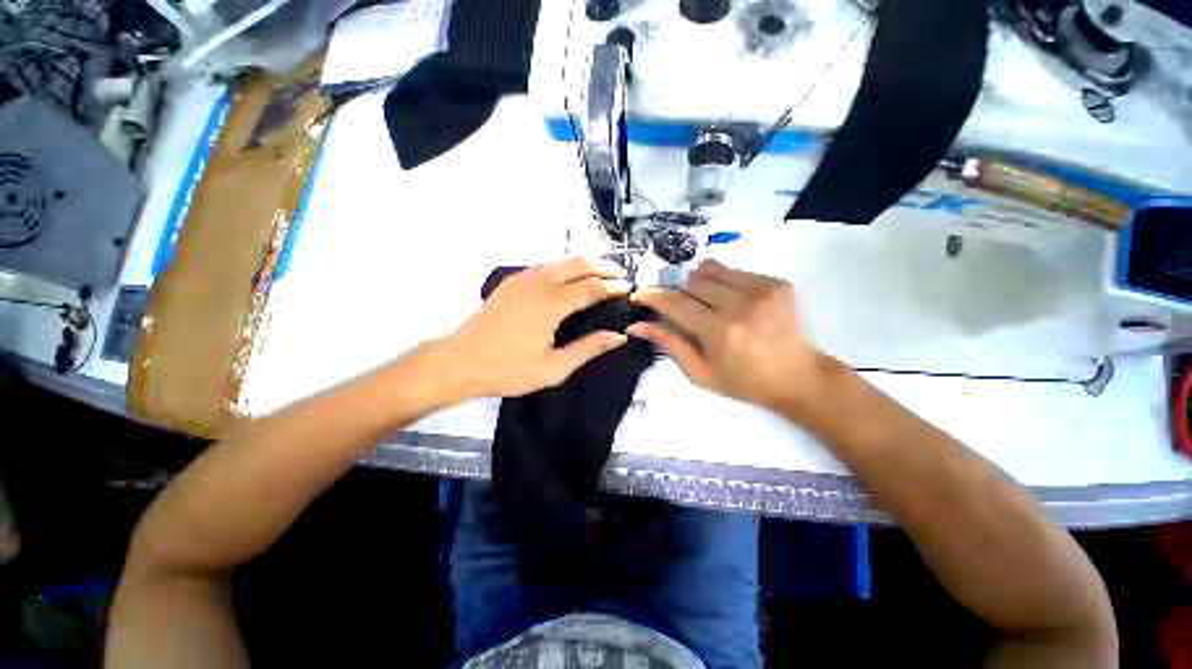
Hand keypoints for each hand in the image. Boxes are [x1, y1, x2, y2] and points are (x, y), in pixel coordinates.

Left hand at [443, 257, 632, 397]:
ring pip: (560, 261)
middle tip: (620, 272)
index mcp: (551, 304)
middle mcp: (538, 283)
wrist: (459, 361)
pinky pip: (545, 265)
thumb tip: (618, 336)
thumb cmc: (508, 369)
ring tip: (601, 268)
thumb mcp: (553, 368)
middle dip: (602, 265)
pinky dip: (564, 265)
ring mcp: (522, 279)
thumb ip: (588, 349)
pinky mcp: (511, 282)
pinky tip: (569, 274)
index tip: (629, 287)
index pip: (591, 288)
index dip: (612, 286)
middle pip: (577, 264)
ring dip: (583, 262)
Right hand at [629, 260, 832, 412]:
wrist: (798, 376)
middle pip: (691, 281)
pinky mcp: (776, 282)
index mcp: (720, 331)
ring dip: (696, 283)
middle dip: (675, 290)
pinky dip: (720, 282)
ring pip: (710, 270)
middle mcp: (740, 304)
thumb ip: (669, 344)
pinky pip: (733, 271)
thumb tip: (636, 326)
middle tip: (675, 306)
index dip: (652, 295)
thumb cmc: (744, 382)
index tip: (639, 293)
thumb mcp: (700, 372)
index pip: (675, 303)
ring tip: (700, 301)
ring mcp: (761, 289)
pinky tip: (725, 299)